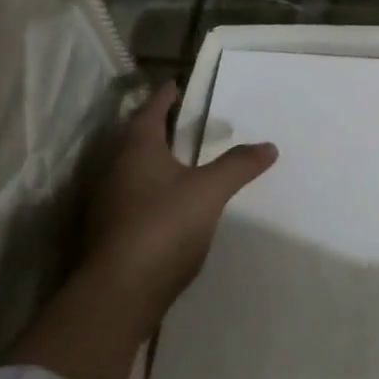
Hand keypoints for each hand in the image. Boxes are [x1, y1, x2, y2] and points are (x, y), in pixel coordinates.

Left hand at [85, 80, 277, 317]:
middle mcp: (116, 171)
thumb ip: (238, 166)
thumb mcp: (209, 191)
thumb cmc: (162, 226)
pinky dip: (154, 192)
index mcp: (136, 151)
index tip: (175, 84)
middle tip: (184, 120)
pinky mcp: (111, 234)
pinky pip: (135, 199)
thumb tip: (269, 145)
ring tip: (183, 160)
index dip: (164, 97)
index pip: (150, 112)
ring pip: (134, 171)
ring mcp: (109, 205)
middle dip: (158, 128)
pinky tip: (173, 204)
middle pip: (137, 140)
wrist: (119, 294)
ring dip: (156, 162)